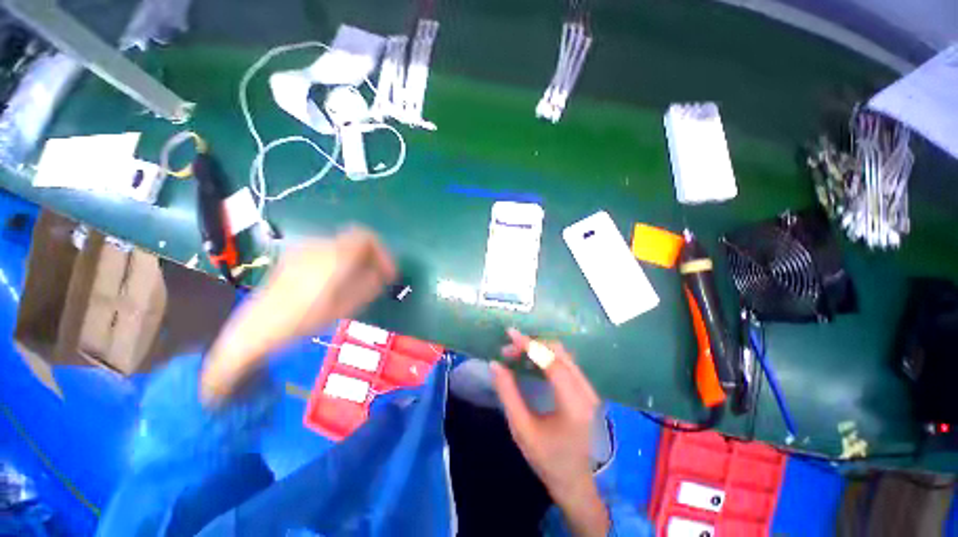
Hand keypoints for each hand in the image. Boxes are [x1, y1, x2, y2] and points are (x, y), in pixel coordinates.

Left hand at [201, 227, 395, 403]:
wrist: (257, 328)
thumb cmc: (305, 319)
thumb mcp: (346, 306)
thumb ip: (370, 284)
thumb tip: (382, 274)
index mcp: (335, 256)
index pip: (366, 237)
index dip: (382, 252)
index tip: (386, 271)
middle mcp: (320, 246)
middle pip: (355, 240)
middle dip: (370, 257)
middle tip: (375, 278)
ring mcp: (305, 249)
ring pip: (342, 246)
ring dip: (356, 259)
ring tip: (357, 282)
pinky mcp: (294, 257)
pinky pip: (327, 252)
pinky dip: (340, 261)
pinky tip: (336, 282)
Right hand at [491, 328, 609, 536]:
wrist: (575, 481)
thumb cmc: (547, 459)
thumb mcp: (521, 428)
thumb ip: (507, 394)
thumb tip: (495, 364)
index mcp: (573, 405)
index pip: (552, 363)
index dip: (530, 345)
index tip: (510, 335)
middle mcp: (586, 392)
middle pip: (559, 352)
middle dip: (532, 344)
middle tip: (508, 350)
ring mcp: (589, 390)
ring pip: (563, 354)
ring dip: (539, 348)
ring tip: (516, 353)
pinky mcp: (586, 390)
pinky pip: (566, 362)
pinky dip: (547, 356)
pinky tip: (531, 361)